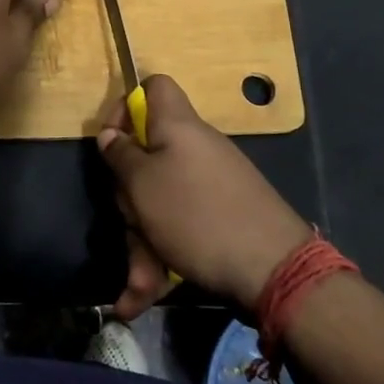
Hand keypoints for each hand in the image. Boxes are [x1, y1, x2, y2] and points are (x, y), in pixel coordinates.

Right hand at [97, 74, 310, 318]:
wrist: (273, 270)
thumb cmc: (195, 215)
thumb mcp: (142, 184)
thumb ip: (120, 156)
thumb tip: (110, 135)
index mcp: (177, 127)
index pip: (154, 87)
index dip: (126, 107)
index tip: (112, 143)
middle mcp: (196, 149)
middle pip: (148, 155)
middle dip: (129, 195)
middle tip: (127, 220)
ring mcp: (211, 185)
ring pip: (161, 202)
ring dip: (142, 240)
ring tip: (137, 285)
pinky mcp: (221, 219)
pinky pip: (180, 228)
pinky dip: (163, 258)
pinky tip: (142, 296)